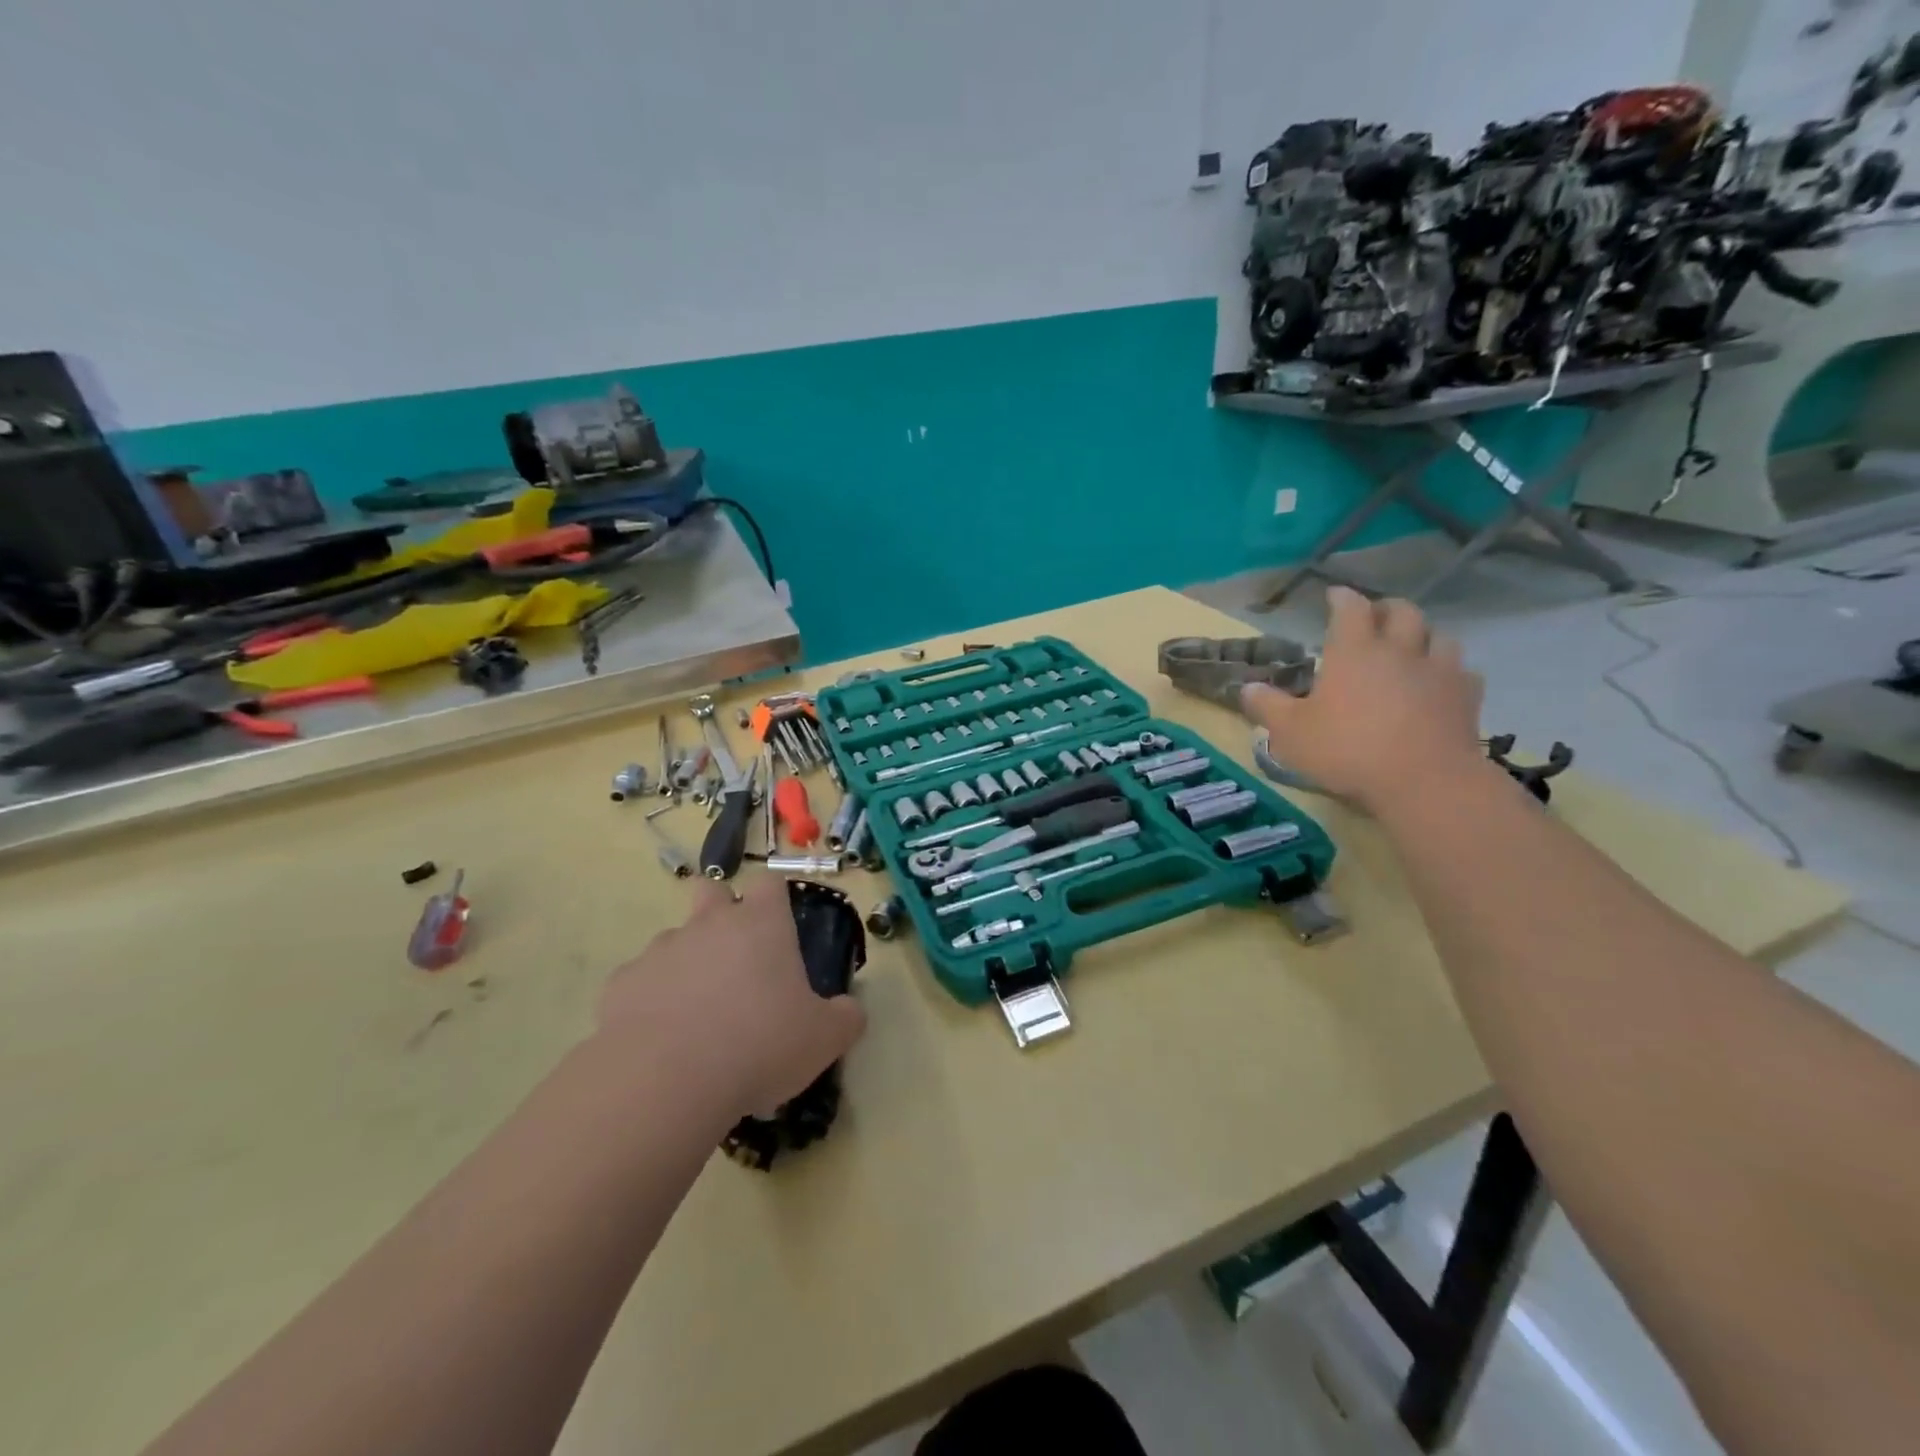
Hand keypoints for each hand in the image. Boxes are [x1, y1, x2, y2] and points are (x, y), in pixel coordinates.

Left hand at [599, 874, 866, 1118]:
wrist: (665, 1082)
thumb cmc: (759, 1046)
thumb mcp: (824, 1039)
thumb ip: (845, 1018)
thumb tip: (849, 1010)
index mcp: (761, 925)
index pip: (770, 883)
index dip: (775, 899)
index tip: (780, 926)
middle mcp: (709, 924)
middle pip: (711, 891)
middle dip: (720, 911)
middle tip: (735, 959)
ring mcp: (660, 951)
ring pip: (674, 939)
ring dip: (687, 962)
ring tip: (697, 1014)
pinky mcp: (621, 984)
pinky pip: (640, 981)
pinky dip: (651, 1000)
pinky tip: (660, 1039)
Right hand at [1242, 587, 1486, 814]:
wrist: (1425, 781)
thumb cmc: (1348, 750)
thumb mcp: (1291, 733)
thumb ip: (1267, 707)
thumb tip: (1247, 687)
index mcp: (1354, 651)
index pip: (1350, 608)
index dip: (1341, 597)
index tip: (1333, 595)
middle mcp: (1399, 650)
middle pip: (1402, 612)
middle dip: (1386, 609)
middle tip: (1374, 618)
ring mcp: (1440, 672)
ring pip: (1439, 637)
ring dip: (1423, 637)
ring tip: (1411, 649)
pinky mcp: (1467, 698)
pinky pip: (1462, 673)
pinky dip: (1449, 672)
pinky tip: (1440, 685)